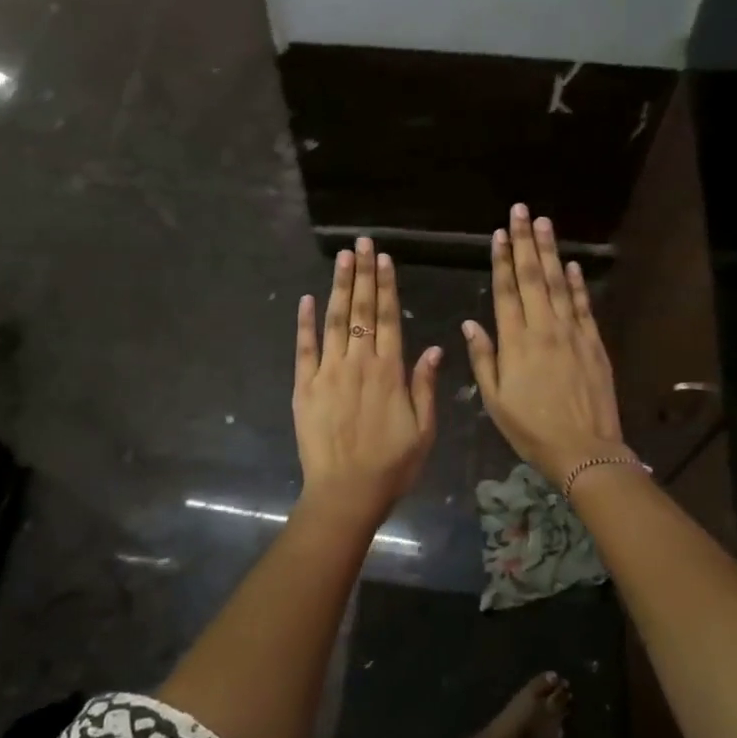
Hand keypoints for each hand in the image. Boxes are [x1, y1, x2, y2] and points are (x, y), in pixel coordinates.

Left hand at [293, 236, 440, 518]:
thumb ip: (425, 386)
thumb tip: (433, 347)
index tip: (383, 259)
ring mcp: (327, 373)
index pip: (387, 318)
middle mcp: (358, 363)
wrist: (345, 494)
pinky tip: (306, 300)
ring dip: (337, 287)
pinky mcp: (303, 387)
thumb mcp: (424, 430)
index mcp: (389, 372)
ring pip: (334, 321)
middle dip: (362, 274)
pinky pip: (304, 349)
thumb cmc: (391, 466)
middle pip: (360, 310)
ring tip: (342, 258)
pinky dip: (304, 323)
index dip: (385, 286)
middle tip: (361, 243)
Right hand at [462, 204, 627, 487]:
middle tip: (522, 212)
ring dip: (551, 252)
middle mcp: (544, 328)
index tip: (498, 233)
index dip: (501, 260)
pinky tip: (572, 265)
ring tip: (545, 224)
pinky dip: (578, 283)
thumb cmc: (531, 428)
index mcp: (516, 342)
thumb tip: (470, 323)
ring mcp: (572, 333)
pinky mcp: (593, 343)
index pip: (506, 291)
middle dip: (526, 242)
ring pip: (559, 284)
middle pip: (533, 277)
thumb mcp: (494, 400)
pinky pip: (584, 306)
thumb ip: (483, 358)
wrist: (583, 449)